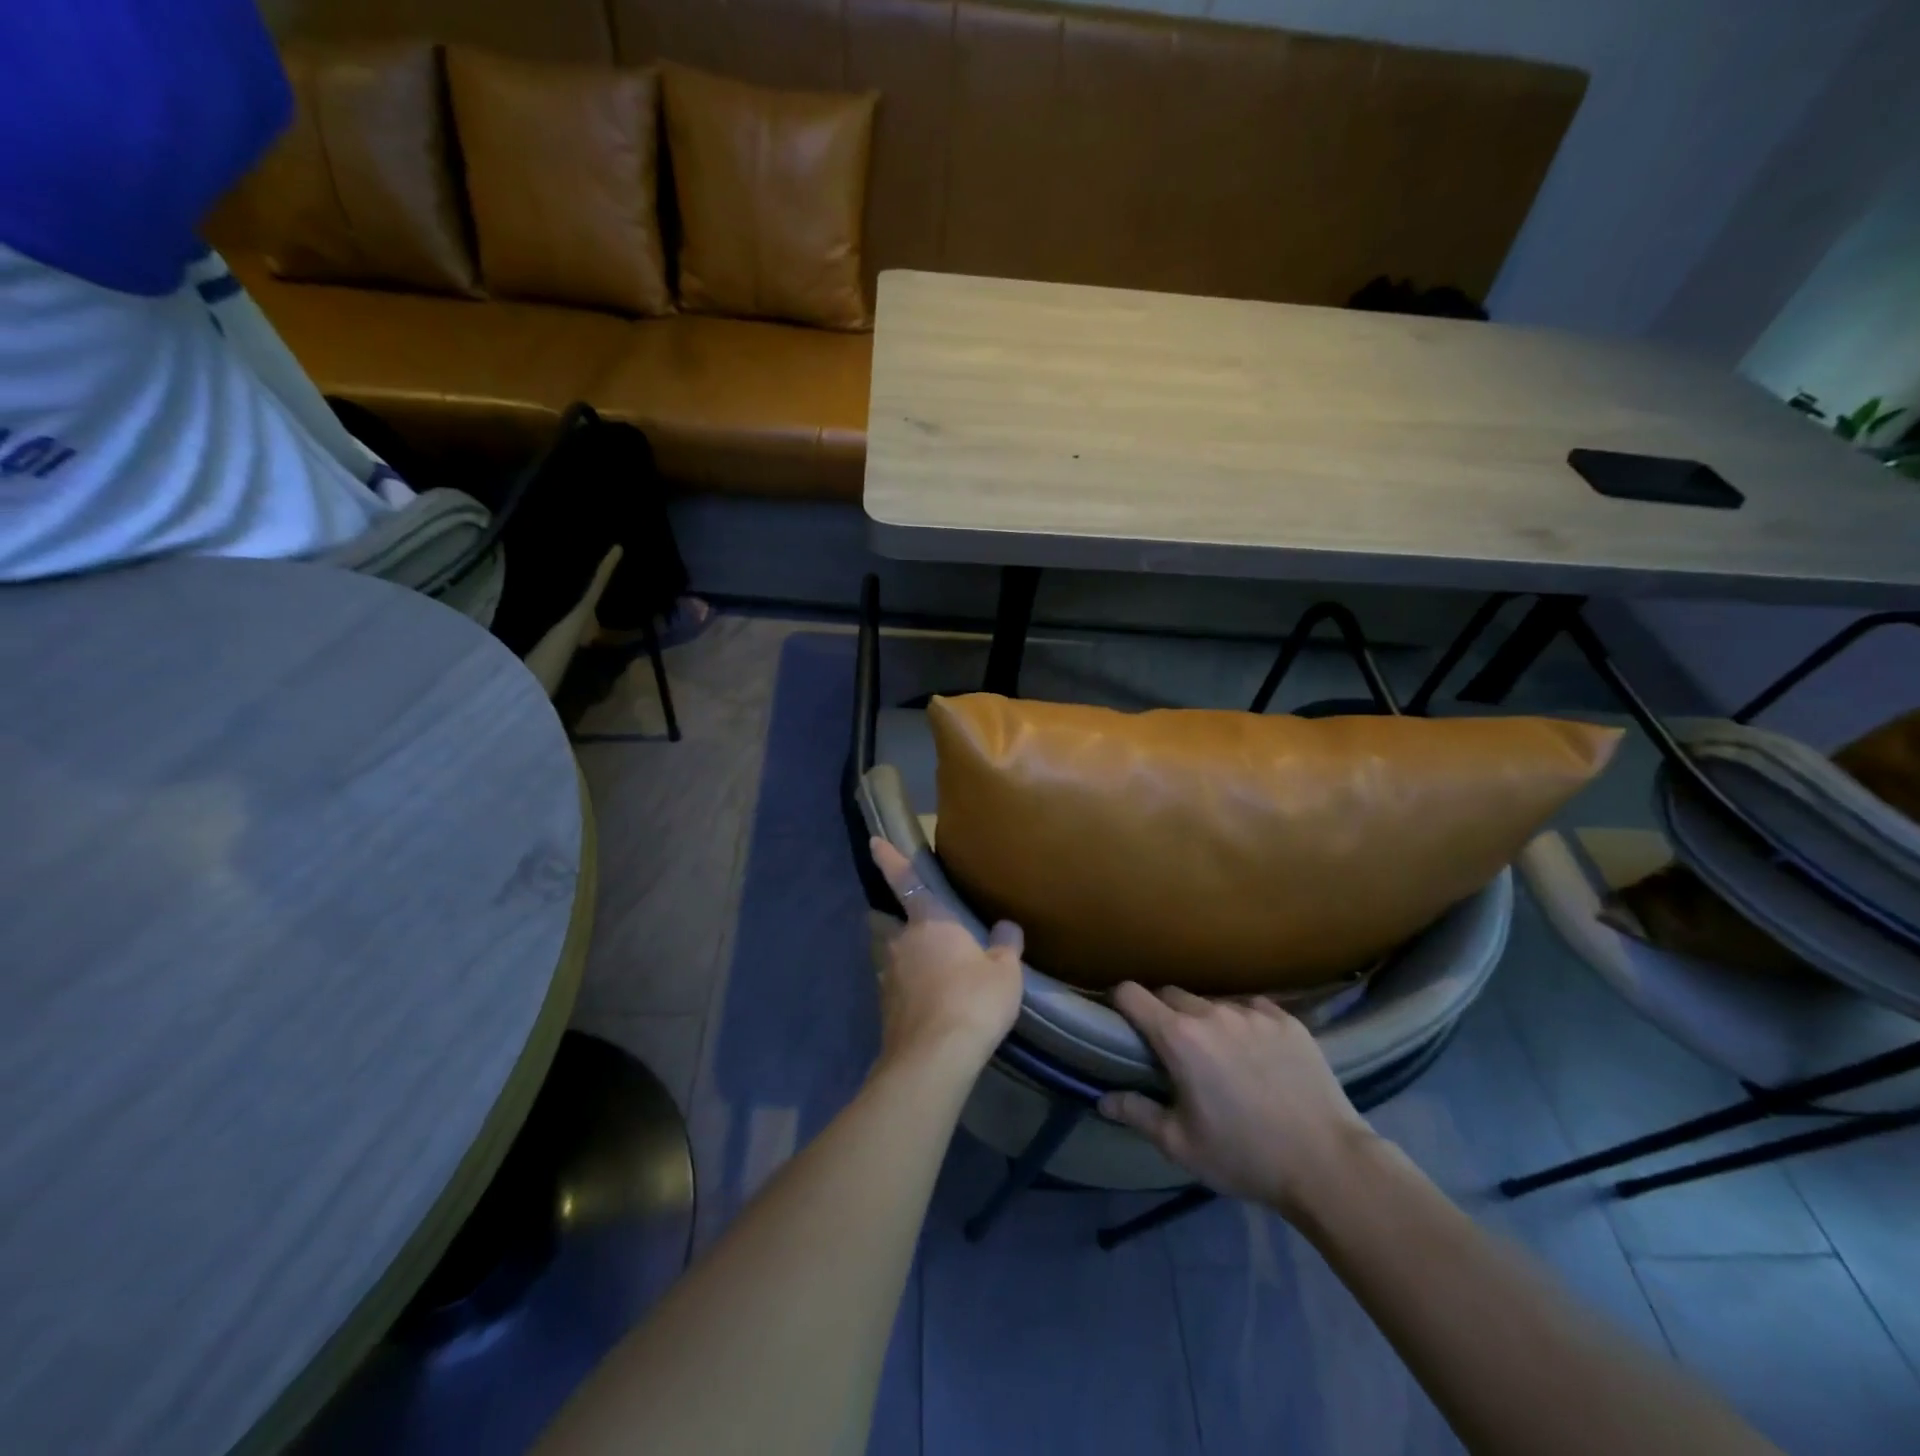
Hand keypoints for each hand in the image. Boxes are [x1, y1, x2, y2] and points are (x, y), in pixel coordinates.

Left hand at [869, 838, 1024, 1073]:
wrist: (934, 1058)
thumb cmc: (973, 1001)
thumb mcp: (1005, 973)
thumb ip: (1005, 947)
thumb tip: (1007, 927)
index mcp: (930, 922)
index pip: (906, 881)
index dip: (889, 859)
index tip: (874, 842)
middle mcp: (901, 943)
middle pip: (895, 924)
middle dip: (905, 924)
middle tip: (928, 934)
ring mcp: (888, 976)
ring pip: (896, 957)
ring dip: (910, 961)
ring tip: (936, 977)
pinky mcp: (886, 1008)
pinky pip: (899, 988)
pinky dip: (911, 991)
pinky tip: (931, 1006)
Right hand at [1099, 984, 1376, 1220]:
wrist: (1329, 1165)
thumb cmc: (1245, 1156)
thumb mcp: (1181, 1145)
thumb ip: (1137, 1114)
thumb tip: (1102, 1099)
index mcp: (1179, 1037)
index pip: (1131, 993)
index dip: (1119, 1001)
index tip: (1120, 1019)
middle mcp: (1212, 1012)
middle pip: (1171, 993)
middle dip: (1162, 1013)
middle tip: (1171, 1048)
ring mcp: (1253, 1012)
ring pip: (1212, 1002)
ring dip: (1204, 1019)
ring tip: (1219, 1054)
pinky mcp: (1287, 1019)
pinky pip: (1251, 1008)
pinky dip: (1242, 1023)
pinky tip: (1256, 1053)